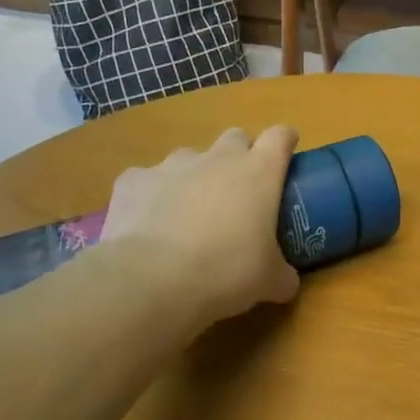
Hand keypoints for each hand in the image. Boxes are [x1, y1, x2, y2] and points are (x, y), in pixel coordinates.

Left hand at [96, 126, 301, 331]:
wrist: (151, 281)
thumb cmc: (226, 273)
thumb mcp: (270, 282)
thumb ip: (282, 273)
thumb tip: (286, 280)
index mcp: (259, 172)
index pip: (280, 137)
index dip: (284, 143)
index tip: (285, 158)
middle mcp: (218, 158)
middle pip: (235, 138)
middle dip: (239, 157)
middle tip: (238, 193)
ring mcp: (172, 165)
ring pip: (189, 158)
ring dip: (194, 177)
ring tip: (188, 214)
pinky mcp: (133, 180)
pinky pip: (147, 180)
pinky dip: (151, 196)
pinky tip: (147, 226)